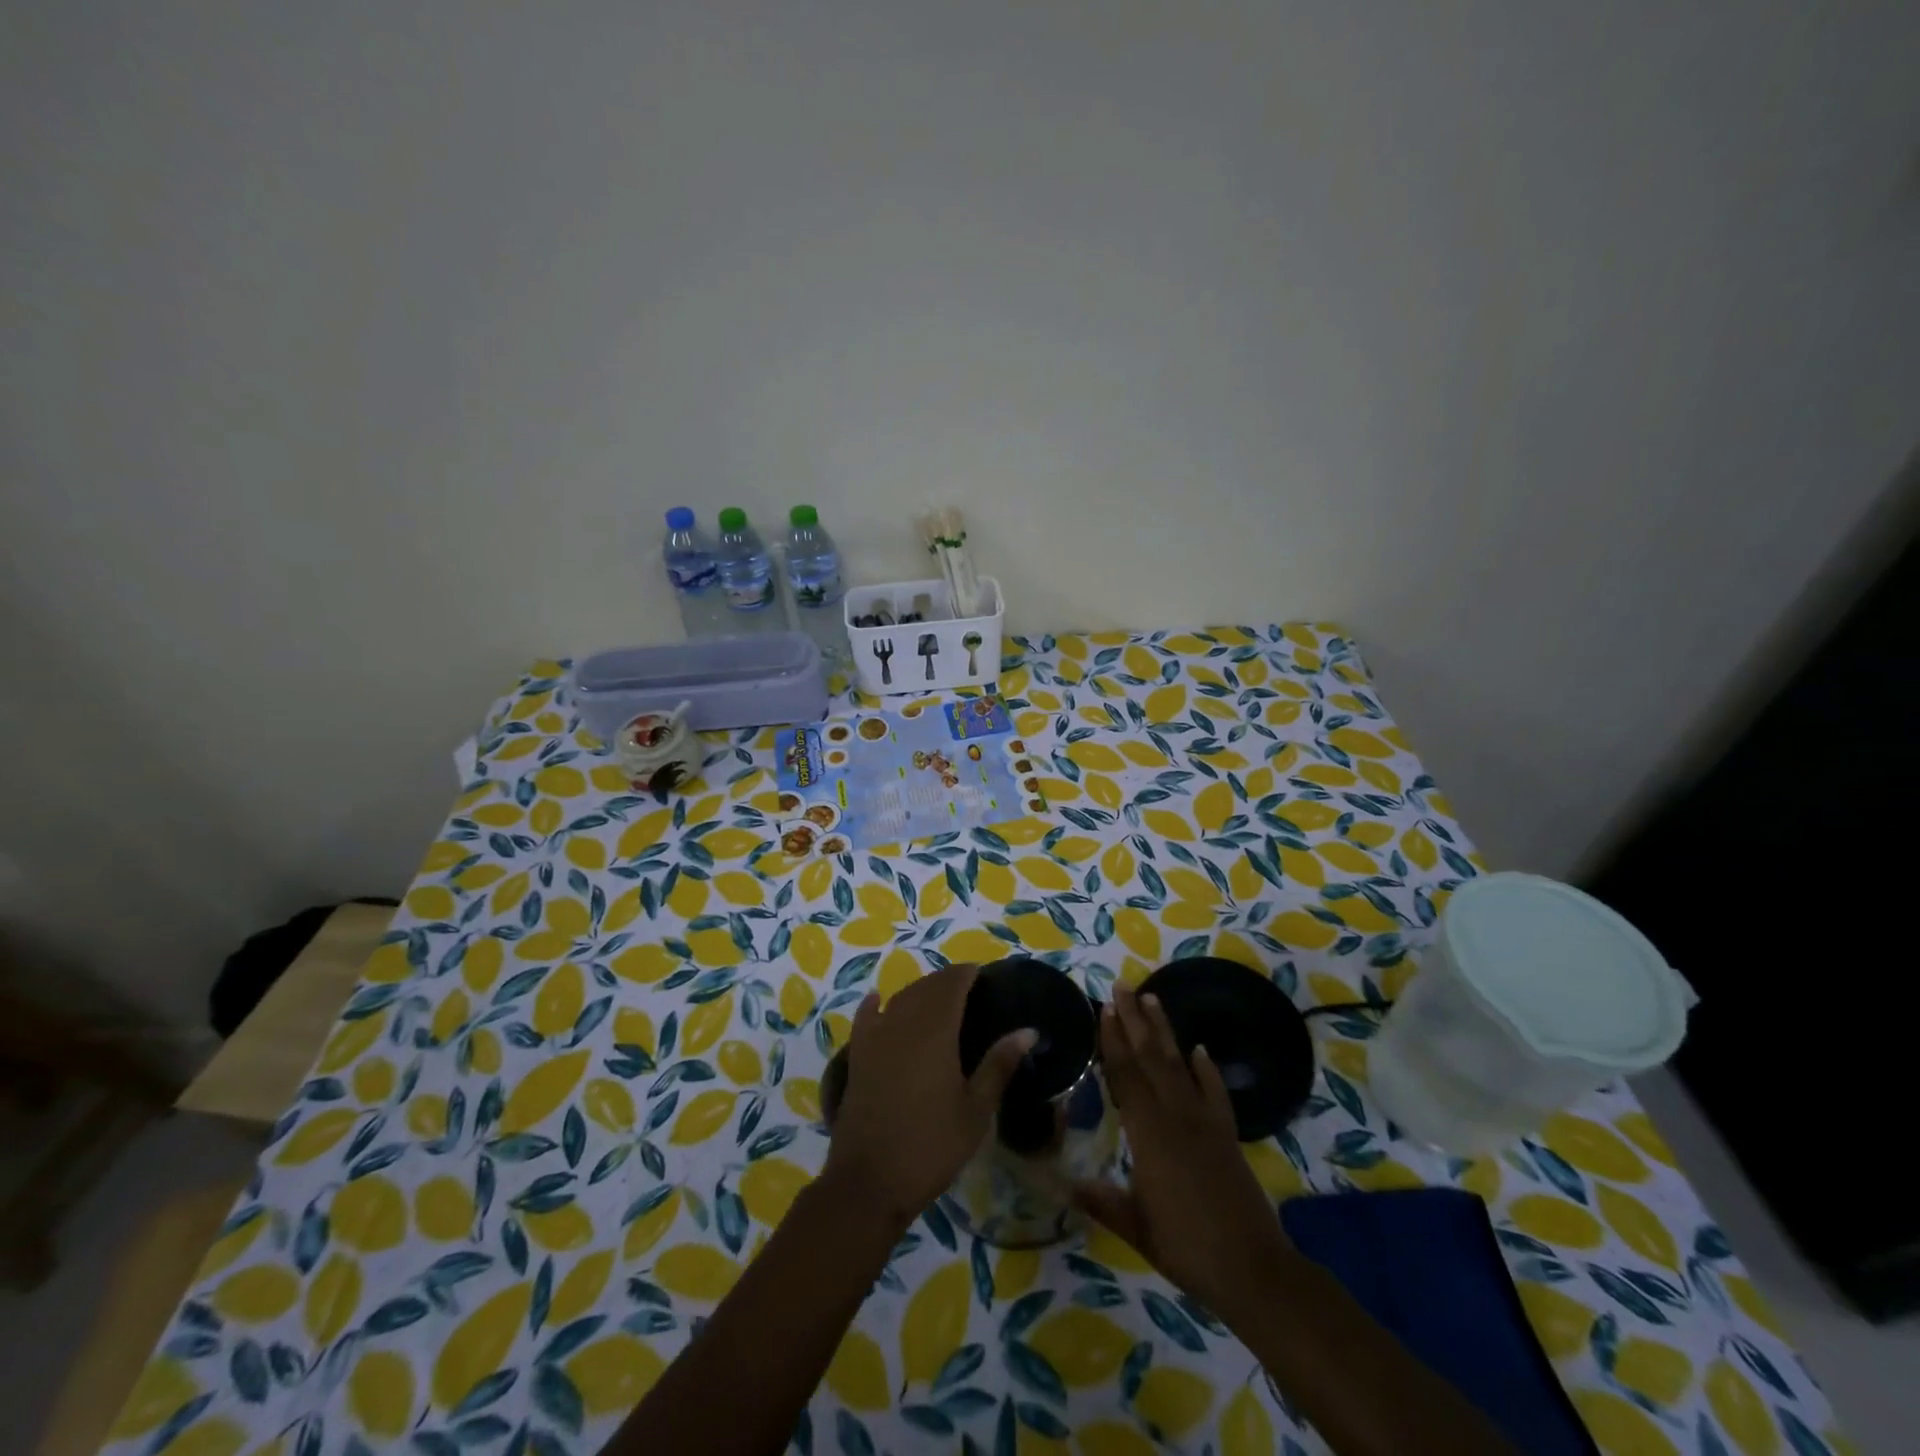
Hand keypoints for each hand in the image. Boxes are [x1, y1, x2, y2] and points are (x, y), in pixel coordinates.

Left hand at [824, 962, 1033, 1229]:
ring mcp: (875, 1037)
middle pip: (925, 987)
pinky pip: (866, 1018)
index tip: (984, 975)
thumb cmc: (932, 1145)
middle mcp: (903, 1022)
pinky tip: (879, 1000)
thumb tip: (1029, 1030)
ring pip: (899, 999)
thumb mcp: (976, 1109)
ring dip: (918, 991)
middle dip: (946, 981)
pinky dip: (875, 1005)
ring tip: (937, 998)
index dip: (967, 974)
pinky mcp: (857, 1056)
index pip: (951, 984)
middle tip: (968, 988)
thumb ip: (999, 1064)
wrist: (870, 1181)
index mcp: (935, 1030)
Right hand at [1073, 982, 1291, 1323]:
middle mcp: (1175, 1115)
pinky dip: (1207, 1068)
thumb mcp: (1136, 1227)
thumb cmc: (1186, 1247)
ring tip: (1152, 999)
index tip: (1104, 1008)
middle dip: (1134, 1021)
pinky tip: (1199, 1049)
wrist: (1252, 1269)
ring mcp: (1204, 1121)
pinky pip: (1214, 1091)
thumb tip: (1064, 1183)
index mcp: (1148, 1133)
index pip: (1125, 1075)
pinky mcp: (1226, 1133)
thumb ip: (1102, 1200)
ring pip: (1179, 1065)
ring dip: (1164, 1031)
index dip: (1112, 1041)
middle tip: (1123, 986)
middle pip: (1150, 1058)